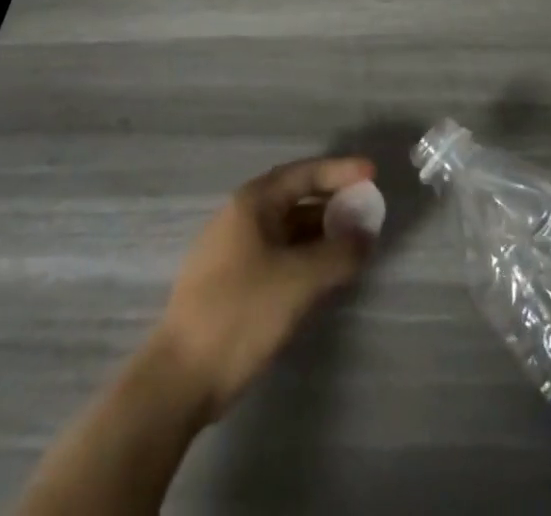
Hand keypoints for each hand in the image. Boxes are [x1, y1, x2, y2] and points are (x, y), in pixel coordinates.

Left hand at [152, 156, 377, 421]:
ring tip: (351, 243)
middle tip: (365, 209)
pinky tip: (321, 274)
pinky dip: (303, 255)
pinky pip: (276, 253)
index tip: (372, 174)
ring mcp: (230, 250)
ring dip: (319, 232)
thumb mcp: (300, 281)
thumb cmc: (241, 314)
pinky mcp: (229, 282)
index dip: (340, 171)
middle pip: (294, 197)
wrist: (178, 380)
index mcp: (252, 202)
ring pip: (285, 229)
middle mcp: (239, 217)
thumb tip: (366, 234)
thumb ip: (339, 253)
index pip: (304, 173)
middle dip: (332, 202)